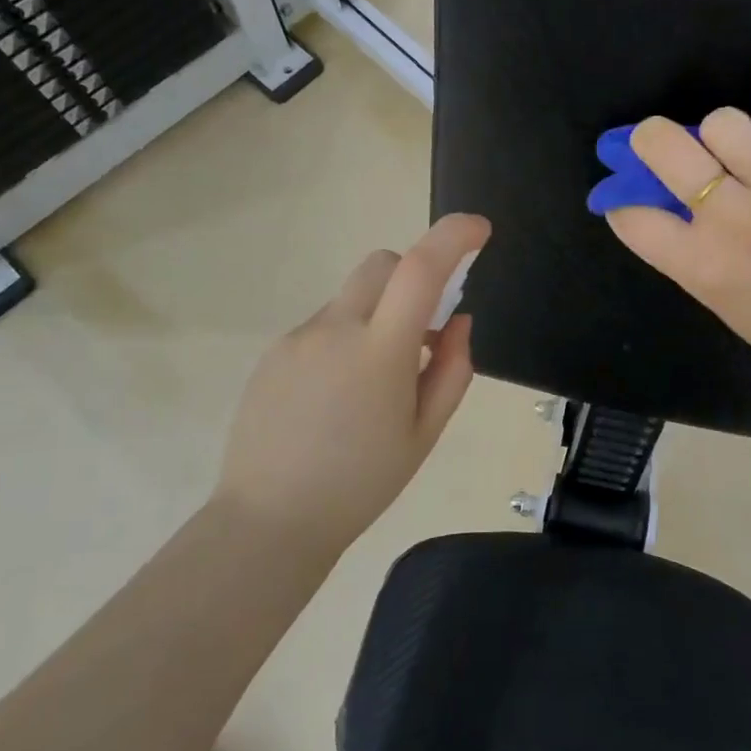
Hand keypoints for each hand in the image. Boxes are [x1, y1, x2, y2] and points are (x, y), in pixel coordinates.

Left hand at [212, 213, 490, 547]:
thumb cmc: (361, 483)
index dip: (454, 237)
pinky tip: (336, 399)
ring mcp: (297, 338)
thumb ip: (452, 369)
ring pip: (351, 300)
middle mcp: (335, 329)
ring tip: (374, 385)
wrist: (270, 521)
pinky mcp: (273, 354)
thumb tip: (457, 322)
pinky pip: (322, 328)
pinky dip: (345, 340)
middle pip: (381, 265)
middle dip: (412, 277)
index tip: (479, 230)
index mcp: (380, 351)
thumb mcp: (424, 433)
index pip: (420, 269)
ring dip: (377, 317)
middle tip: (425, 331)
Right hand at [606, 107, 750, 393]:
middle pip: (663, 145)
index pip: (633, 217)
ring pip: (723, 121)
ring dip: (724, 137)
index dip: (624, 204)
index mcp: (704, 266)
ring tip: (745, 155)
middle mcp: (733, 218)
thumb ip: (690, 258)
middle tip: (663, 145)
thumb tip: (666, 211)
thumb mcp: (727, 306)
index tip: (635, 202)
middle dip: (650, 140)